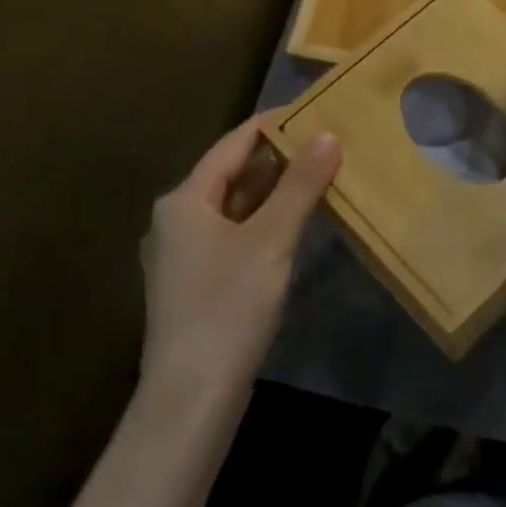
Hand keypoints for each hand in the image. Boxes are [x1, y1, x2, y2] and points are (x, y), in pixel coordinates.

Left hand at [139, 115, 339, 390]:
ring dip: (275, 191)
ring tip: (321, 172)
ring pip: (236, 207)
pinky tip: (296, 223)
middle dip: (279, 157)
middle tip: (327, 140)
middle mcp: (177, 219)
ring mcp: (185, 254)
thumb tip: (327, 135)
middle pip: (233, 174)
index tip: (314, 109)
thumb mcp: (271, 240)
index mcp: (184, 200)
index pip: (234, 144)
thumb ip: (300, 185)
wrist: (191, 397)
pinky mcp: (198, 283)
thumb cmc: (228, 307)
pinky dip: (266, 221)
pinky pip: (236, 234)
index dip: (273, 124)